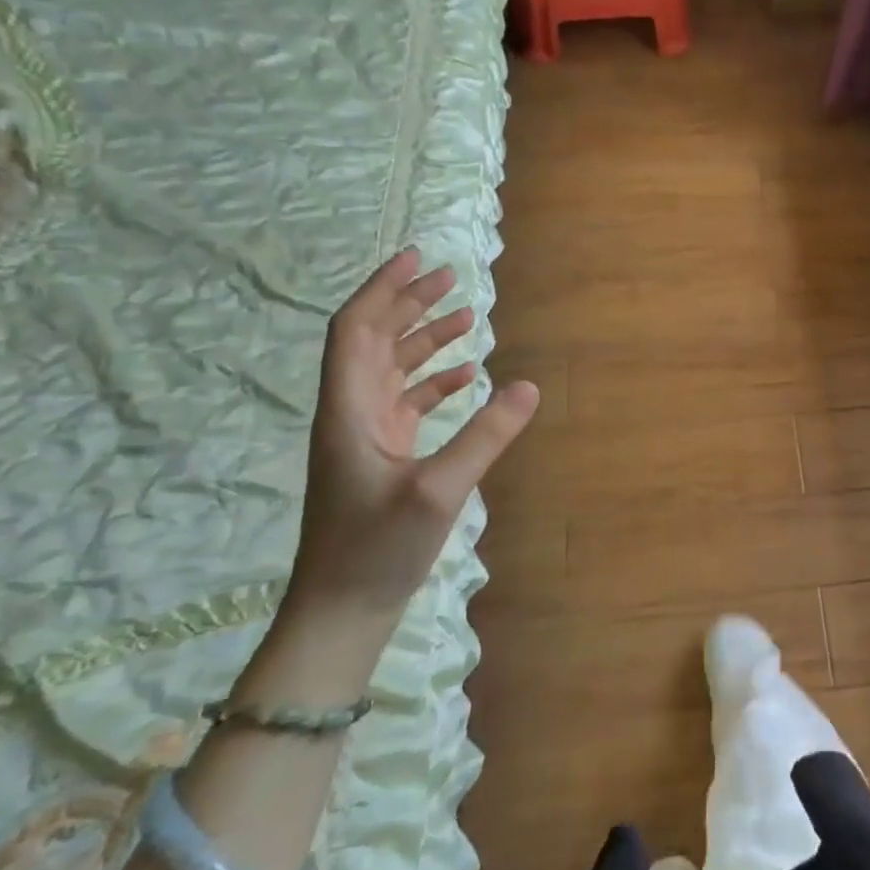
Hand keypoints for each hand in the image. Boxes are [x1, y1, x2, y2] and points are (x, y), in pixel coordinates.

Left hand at [288, 248, 538, 622]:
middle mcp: (351, 412)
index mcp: (349, 409)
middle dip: (407, 303)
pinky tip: (466, 376)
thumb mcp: (438, 492)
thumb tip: (528, 387)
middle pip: (372, 340)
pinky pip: (406, 400)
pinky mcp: (382, 456)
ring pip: (391, 368)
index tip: (416, 258)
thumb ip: (485, 436)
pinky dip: (434, 380)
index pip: (356, 329)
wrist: (340, 611)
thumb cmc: (377, 549)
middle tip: (449, 278)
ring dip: (423, 338)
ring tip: (465, 316)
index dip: (383, 289)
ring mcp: (365, 435)